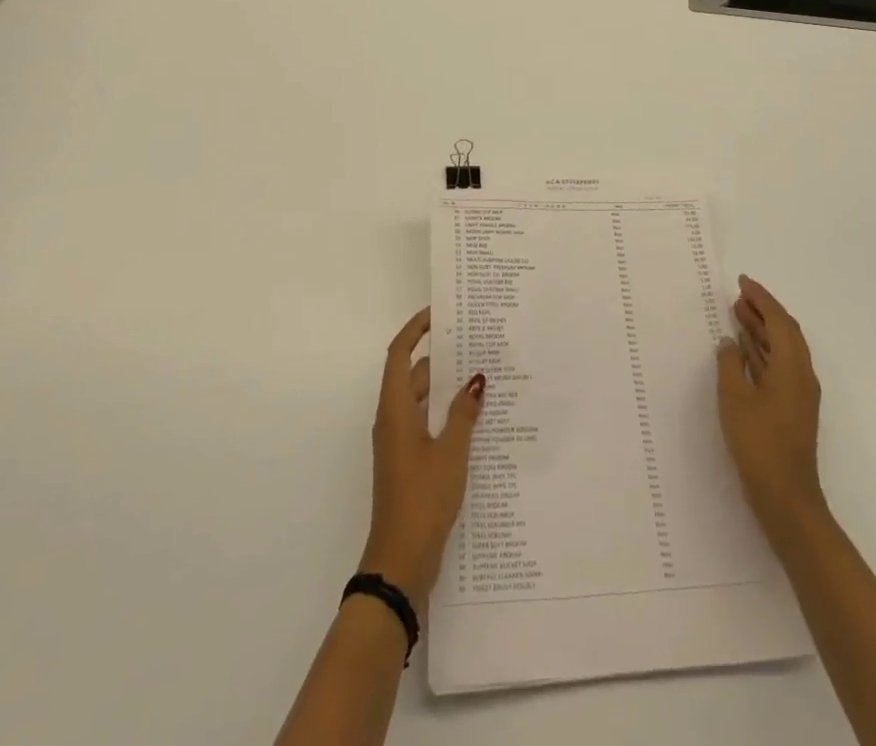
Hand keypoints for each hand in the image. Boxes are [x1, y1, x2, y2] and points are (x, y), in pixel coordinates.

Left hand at [360, 307, 485, 608]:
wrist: (400, 562)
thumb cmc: (422, 499)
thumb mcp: (451, 453)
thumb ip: (463, 414)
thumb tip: (475, 379)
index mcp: (395, 410)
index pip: (400, 355)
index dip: (415, 330)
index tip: (439, 313)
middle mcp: (393, 421)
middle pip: (412, 376)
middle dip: (439, 357)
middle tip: (473, 342)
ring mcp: (400, 444)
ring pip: (421, 401)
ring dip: (445, 387)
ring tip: (482, 374)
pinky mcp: (409, 463)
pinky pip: (427, 423)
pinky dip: (445, 413)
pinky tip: (475, 418)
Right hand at [717, 275, 826, 535]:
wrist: (786, 497)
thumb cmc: (759, 443)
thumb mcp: (735, 398)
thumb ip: (730, 363)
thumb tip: (730, 342)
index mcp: (792, 367)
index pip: (779, 321)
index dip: (762, 298)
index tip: (743, 282)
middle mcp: (801, 375)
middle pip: (785, 332)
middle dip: (763, 310)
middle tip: (738, 295)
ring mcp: (798, 393)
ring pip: (782, 349)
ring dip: (761, 330)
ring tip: (737, 314)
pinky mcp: (791, 408)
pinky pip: (778, 365)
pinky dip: (762, 351)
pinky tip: (743, 350)